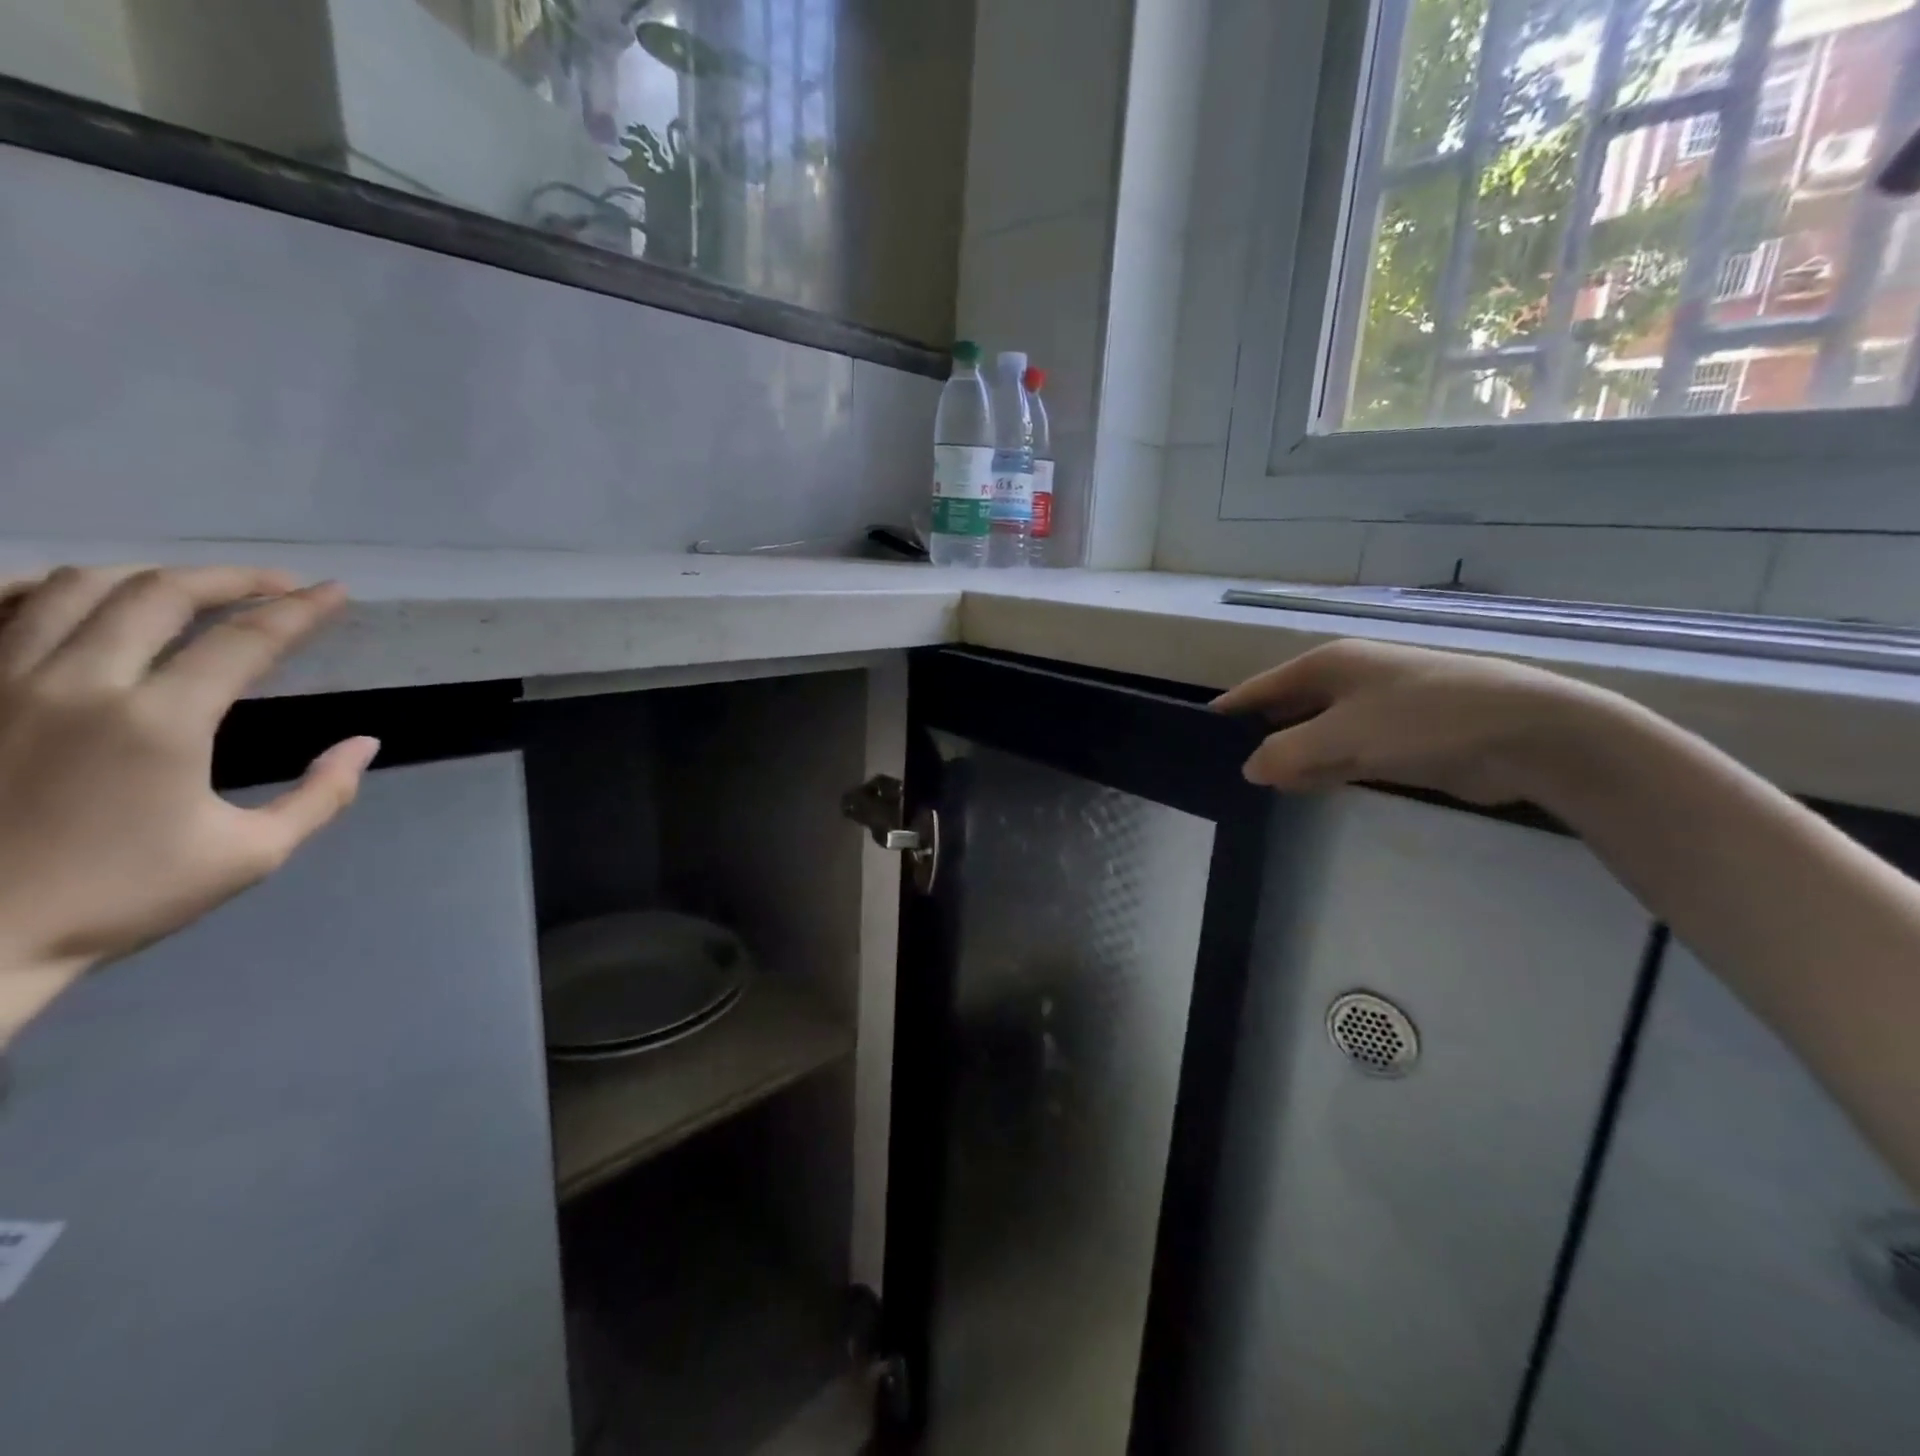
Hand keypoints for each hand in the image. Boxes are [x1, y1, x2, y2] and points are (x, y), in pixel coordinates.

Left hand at [0, 565, 377, 1040]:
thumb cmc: (120, 898)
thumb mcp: (250, 856)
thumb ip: (321, 796)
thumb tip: (365, 744)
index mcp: (160, 722)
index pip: (245, 640)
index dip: (300, 611)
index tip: (336, 593)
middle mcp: (78, 683)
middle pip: (160, 593)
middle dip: (232, 577)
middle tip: (278, 583)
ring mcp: (0, 681)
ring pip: (75, 586)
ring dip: (151, 577)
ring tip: (194, 588)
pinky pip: (0, 607)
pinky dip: (49, 588)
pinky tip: (85, 598)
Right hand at [1211, 638, 1624, 804]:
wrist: (1525, 734)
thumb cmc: (1423, 720)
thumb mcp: (1342, 736)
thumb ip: (1287, 753)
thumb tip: (1250, 769)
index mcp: (1327, 664)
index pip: (1261, 688)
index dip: (1229, 711)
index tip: (1196, 736)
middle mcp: (1346, 680)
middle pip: (1286, 709)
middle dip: (1258, 737)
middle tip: (1221, 771)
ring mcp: (1374, 709)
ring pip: (1314, 735)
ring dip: (1291, 758)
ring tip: (1254, 788)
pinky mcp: (1398, 739)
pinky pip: (1343, 753)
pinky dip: (1322, 769)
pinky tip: (1301, 789)